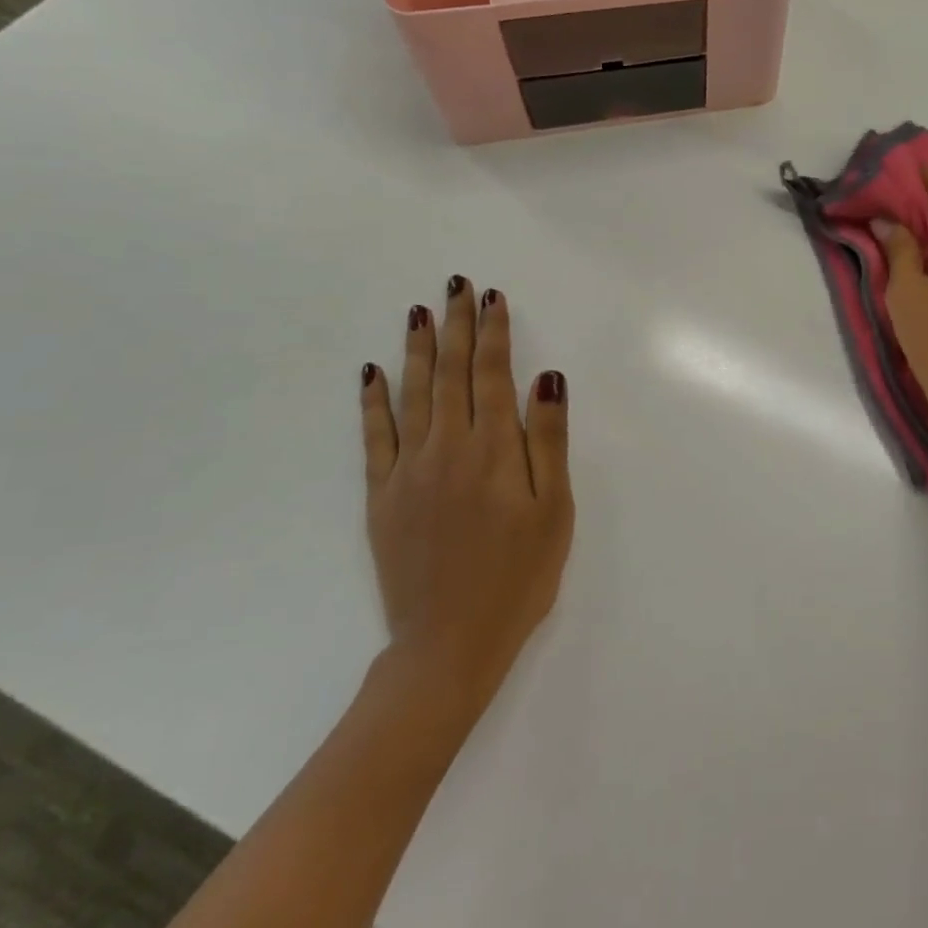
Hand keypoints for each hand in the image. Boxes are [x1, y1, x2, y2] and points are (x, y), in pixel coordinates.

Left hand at [359, 279, 572, 721]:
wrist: (450, 642)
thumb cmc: (520, 575)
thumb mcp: (555, 509)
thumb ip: (549, 440)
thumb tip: (547, 379)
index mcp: (493, 450)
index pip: (492, 375)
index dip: (493, 333)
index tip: (492, 298)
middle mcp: (447, 447)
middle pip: (451, 373)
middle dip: (456, 326)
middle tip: (456, 285)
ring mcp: (408, 470)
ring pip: (412, 393)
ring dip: (417, 349)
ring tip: (419, 311)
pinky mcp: (382, 496)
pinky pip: (374, 436)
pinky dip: (373, 400)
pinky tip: (372, 373)